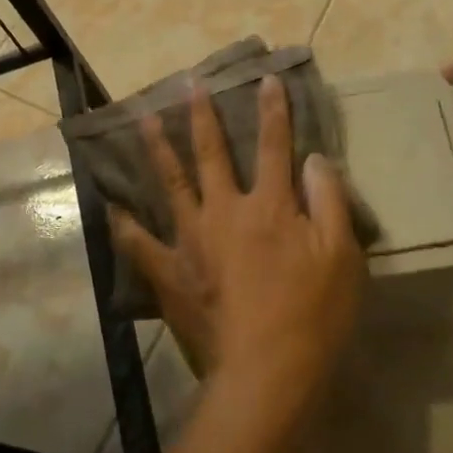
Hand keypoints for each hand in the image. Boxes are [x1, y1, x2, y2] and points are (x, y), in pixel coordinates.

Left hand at [111, 75, 365, 409]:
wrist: (265, 374)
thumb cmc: (312, 316)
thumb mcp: (341, 256)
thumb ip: (328, 201)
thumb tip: (313, 158)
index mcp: (268, 205)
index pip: (273, 145)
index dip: (272, 110)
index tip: (265, 79)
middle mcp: (224, 211)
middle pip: (211, 153)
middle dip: (202, 116)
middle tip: (188, 85)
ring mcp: (190, 239)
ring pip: (170, 183)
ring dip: (158, 148)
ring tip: (145, 118)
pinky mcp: (169, 271)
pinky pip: (139, 242)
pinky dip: (124, 222)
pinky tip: (111, 205)